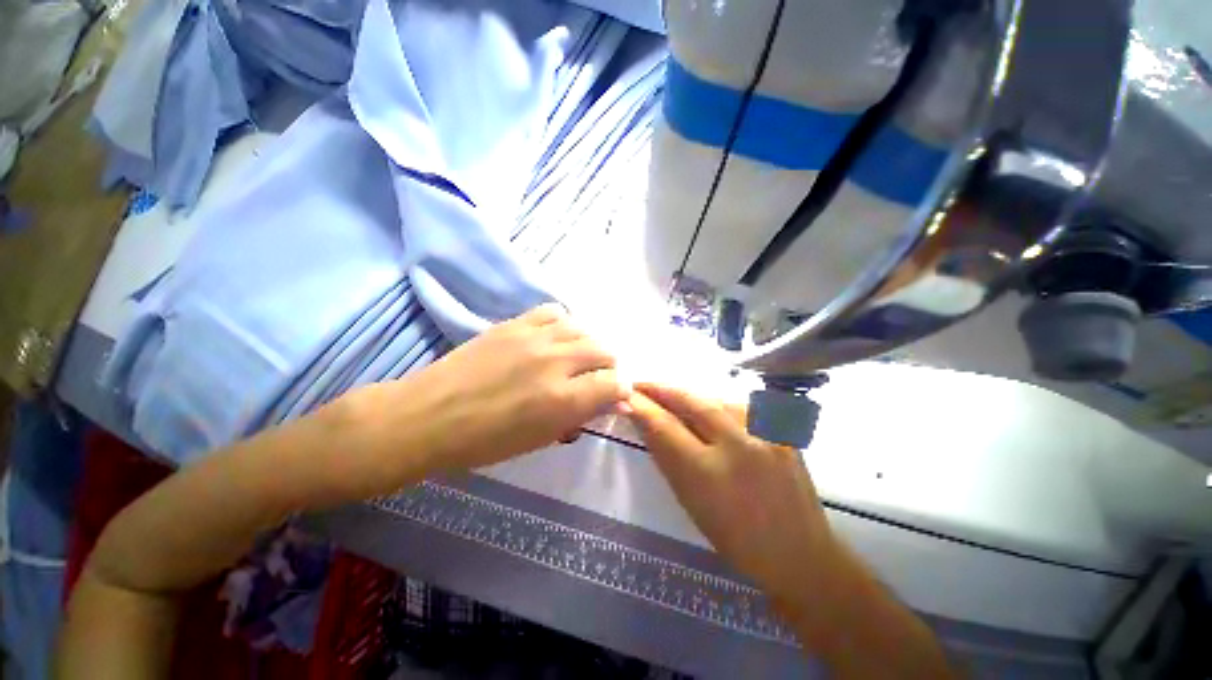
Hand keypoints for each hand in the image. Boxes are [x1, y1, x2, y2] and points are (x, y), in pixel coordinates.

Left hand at [342, 304, 627, 490]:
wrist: (429, 415)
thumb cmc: (485, 441)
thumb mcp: (540, 439)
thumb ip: (581, 415)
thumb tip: (616, 402)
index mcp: (563, 399)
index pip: (615, 384)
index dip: (621, 391)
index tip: (614, 398)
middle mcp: (557, 362)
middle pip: (605, 350)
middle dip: (608, 368)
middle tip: (593, 381)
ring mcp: (535, 337)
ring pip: (584, 328)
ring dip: (587, 345)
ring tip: (574, 358)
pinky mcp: (515, 323)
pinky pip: (554, 312)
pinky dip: (563, 325)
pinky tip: (553, 338)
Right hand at [625, 383, 838, 603]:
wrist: (798, 552)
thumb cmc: (734, 537)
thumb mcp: (689, 500)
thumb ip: (666, 455)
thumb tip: (645, 421)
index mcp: (708, 473)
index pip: (664, 426)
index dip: (642, 406)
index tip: (625, 395)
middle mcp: (738, 445)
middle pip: (689, 400)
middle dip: (660, 389)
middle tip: (641, 385)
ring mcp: (765, 434)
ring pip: (714, 398)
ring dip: (688, 397)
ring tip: (672, 398)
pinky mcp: (782, 431)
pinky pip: (739, 407)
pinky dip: (717, 405)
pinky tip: (709, 411)